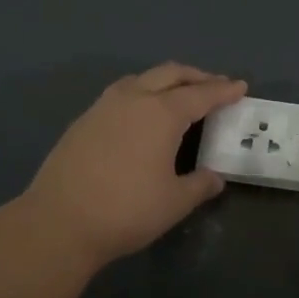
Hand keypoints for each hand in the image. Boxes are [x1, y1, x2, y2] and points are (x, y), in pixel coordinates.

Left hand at [17, 63, 246, 274]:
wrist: (58, 223)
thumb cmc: (126, 210)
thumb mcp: (174, 202)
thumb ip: (200, 185)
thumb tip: (214, 177)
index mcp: (162, 113)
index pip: (201, 94)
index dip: (223, 90)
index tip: (240, 87)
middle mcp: (133, 99)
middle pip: (170, 74)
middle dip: (196, 76)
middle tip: (215, 85)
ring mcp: (103, 107)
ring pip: (141, 79)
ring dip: (166, 81)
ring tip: (178, 95)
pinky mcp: (83, 121)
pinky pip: (121, 94)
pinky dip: (141, 94)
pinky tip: (141, 115)